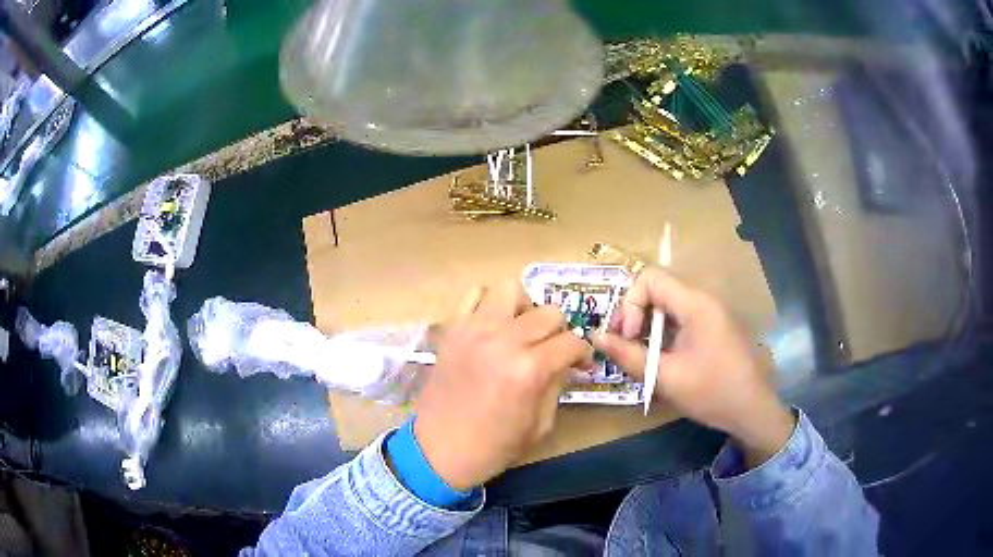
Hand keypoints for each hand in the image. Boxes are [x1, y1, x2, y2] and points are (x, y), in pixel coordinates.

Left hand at [415, 282, 593, 489]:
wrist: (438, 451)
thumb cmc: (493, 447)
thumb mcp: (540, 425)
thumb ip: (556, 384)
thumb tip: (567, 361)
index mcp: (529, 370)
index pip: (571, 342)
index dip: (583, 353)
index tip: (582, 363)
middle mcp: (503, 340)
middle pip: (548, 313)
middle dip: (560, 331)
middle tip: (554, 350)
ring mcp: (474, 330)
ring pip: (512, 290)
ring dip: (526, 309)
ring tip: (523, 332)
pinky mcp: (453, 329)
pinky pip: (474, 295)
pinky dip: (490, 304)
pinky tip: (493, 327)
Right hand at [593, 268, 794, 467]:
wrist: (753, 410)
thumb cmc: (712, 393)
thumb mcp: (665, 377)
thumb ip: (628, 355)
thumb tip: (595, 337)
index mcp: (695, 304)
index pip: (650, 278)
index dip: (630, 303)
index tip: (628, 336)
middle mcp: (704, 299)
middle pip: (658, 289)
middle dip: (635, 314)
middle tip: (626, 346)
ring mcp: (711, 312)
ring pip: (668, 304)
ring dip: (648, 325)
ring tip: (641, 355)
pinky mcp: (714, 326)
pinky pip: (681, 318)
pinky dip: (664, 332)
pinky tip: (661, 358)